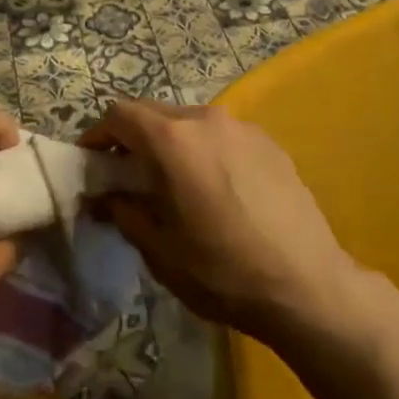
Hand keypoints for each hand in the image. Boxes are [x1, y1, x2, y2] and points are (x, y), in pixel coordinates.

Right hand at [82, 100, 357, 346]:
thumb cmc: (222, 271)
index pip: (119, 115)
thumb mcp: (159, 249)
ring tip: (170, 181)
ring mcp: (243, 128)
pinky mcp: (269, 143)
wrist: (307, 286)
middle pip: (154, 112)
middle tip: (124, 174)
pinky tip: (212, 188)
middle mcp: (206, 119)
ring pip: (189, 121)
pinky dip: (203, 149)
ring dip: (169, 142)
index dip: (98, 135)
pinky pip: (221, 135)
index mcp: (173, 140)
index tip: (91, 162)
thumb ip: (124, 211)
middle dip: (132, 137)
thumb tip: (106, 196)